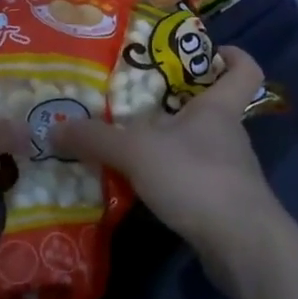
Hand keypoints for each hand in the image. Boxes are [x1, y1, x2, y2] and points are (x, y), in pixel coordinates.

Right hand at [54, 47, 283, 286]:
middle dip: (178, 102)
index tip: (211, 51)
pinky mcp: (225, 204)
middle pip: (211, 107)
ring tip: (131, 145)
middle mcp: (229, 134)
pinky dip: (172, 177)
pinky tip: (144, 185)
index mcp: (218, 108)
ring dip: (171, 143)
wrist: (241, 247)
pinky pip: (195, 178)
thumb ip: (95, 139)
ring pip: (200, 145)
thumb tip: (53, 128)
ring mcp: (230, 171)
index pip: (244, 70)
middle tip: (137, 100)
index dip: (233, 56)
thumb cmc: (196, 177)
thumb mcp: (136, 152)